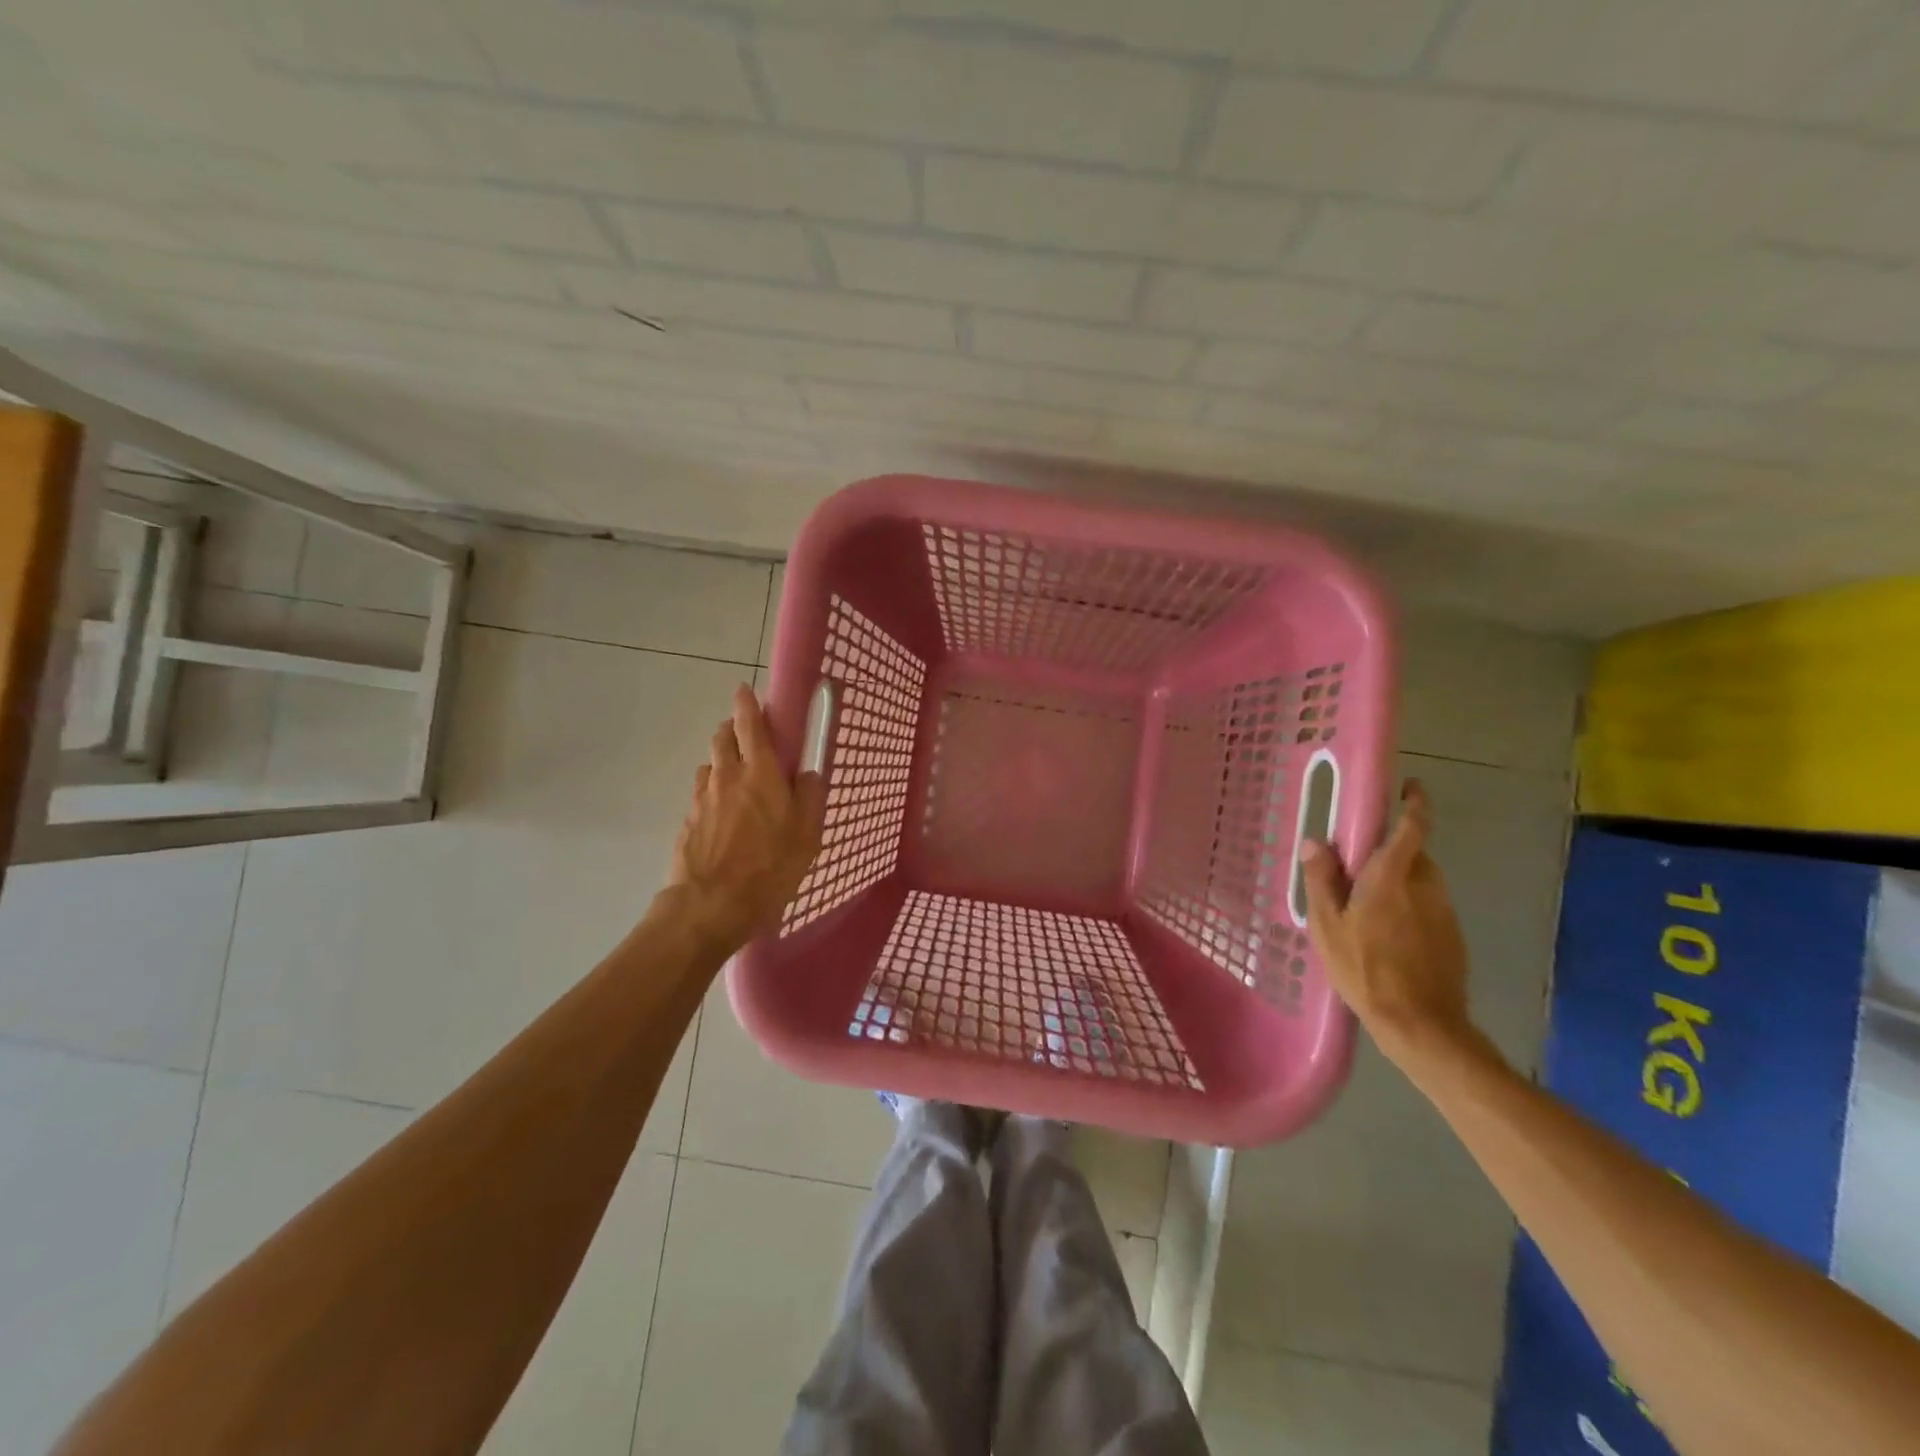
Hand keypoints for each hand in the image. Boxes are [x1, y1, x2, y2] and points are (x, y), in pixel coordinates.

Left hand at [668, 684, 826, 954]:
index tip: (744, 690)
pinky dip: (713, 793)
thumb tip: (806, 773)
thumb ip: (810, 798)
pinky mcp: (686, 822)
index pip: (750, 725)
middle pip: (722, 738)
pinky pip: (702, 795)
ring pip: (710, 766)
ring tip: (737, 780)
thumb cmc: (768, 870)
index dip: (747, 704)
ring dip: (722, 762)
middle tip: (747, 735)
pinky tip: (723, 817)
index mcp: (760, 774)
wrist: (708, 908)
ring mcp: (701, 799)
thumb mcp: (807, 837)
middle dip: (732, 728)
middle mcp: (726, 777)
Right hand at [1300, 779, 1474, 1063]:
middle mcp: (1425, 887)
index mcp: (1392, 878)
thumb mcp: (1327, 925)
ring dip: (1400, 880)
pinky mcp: (1452, 937)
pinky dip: (1410, 906)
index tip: (1409, 788)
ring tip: (1368, 905)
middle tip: (1360, 865)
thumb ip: (1322, 880)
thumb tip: (1316, 842)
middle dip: (1393, 850)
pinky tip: (1387, 934)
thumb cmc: (1365, 969)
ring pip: (1422, 880)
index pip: (1412, 828)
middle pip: (1415, 854)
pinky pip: (1428, 906)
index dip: (1414, 804)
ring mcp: (1444, 913)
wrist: (1421, 1024)